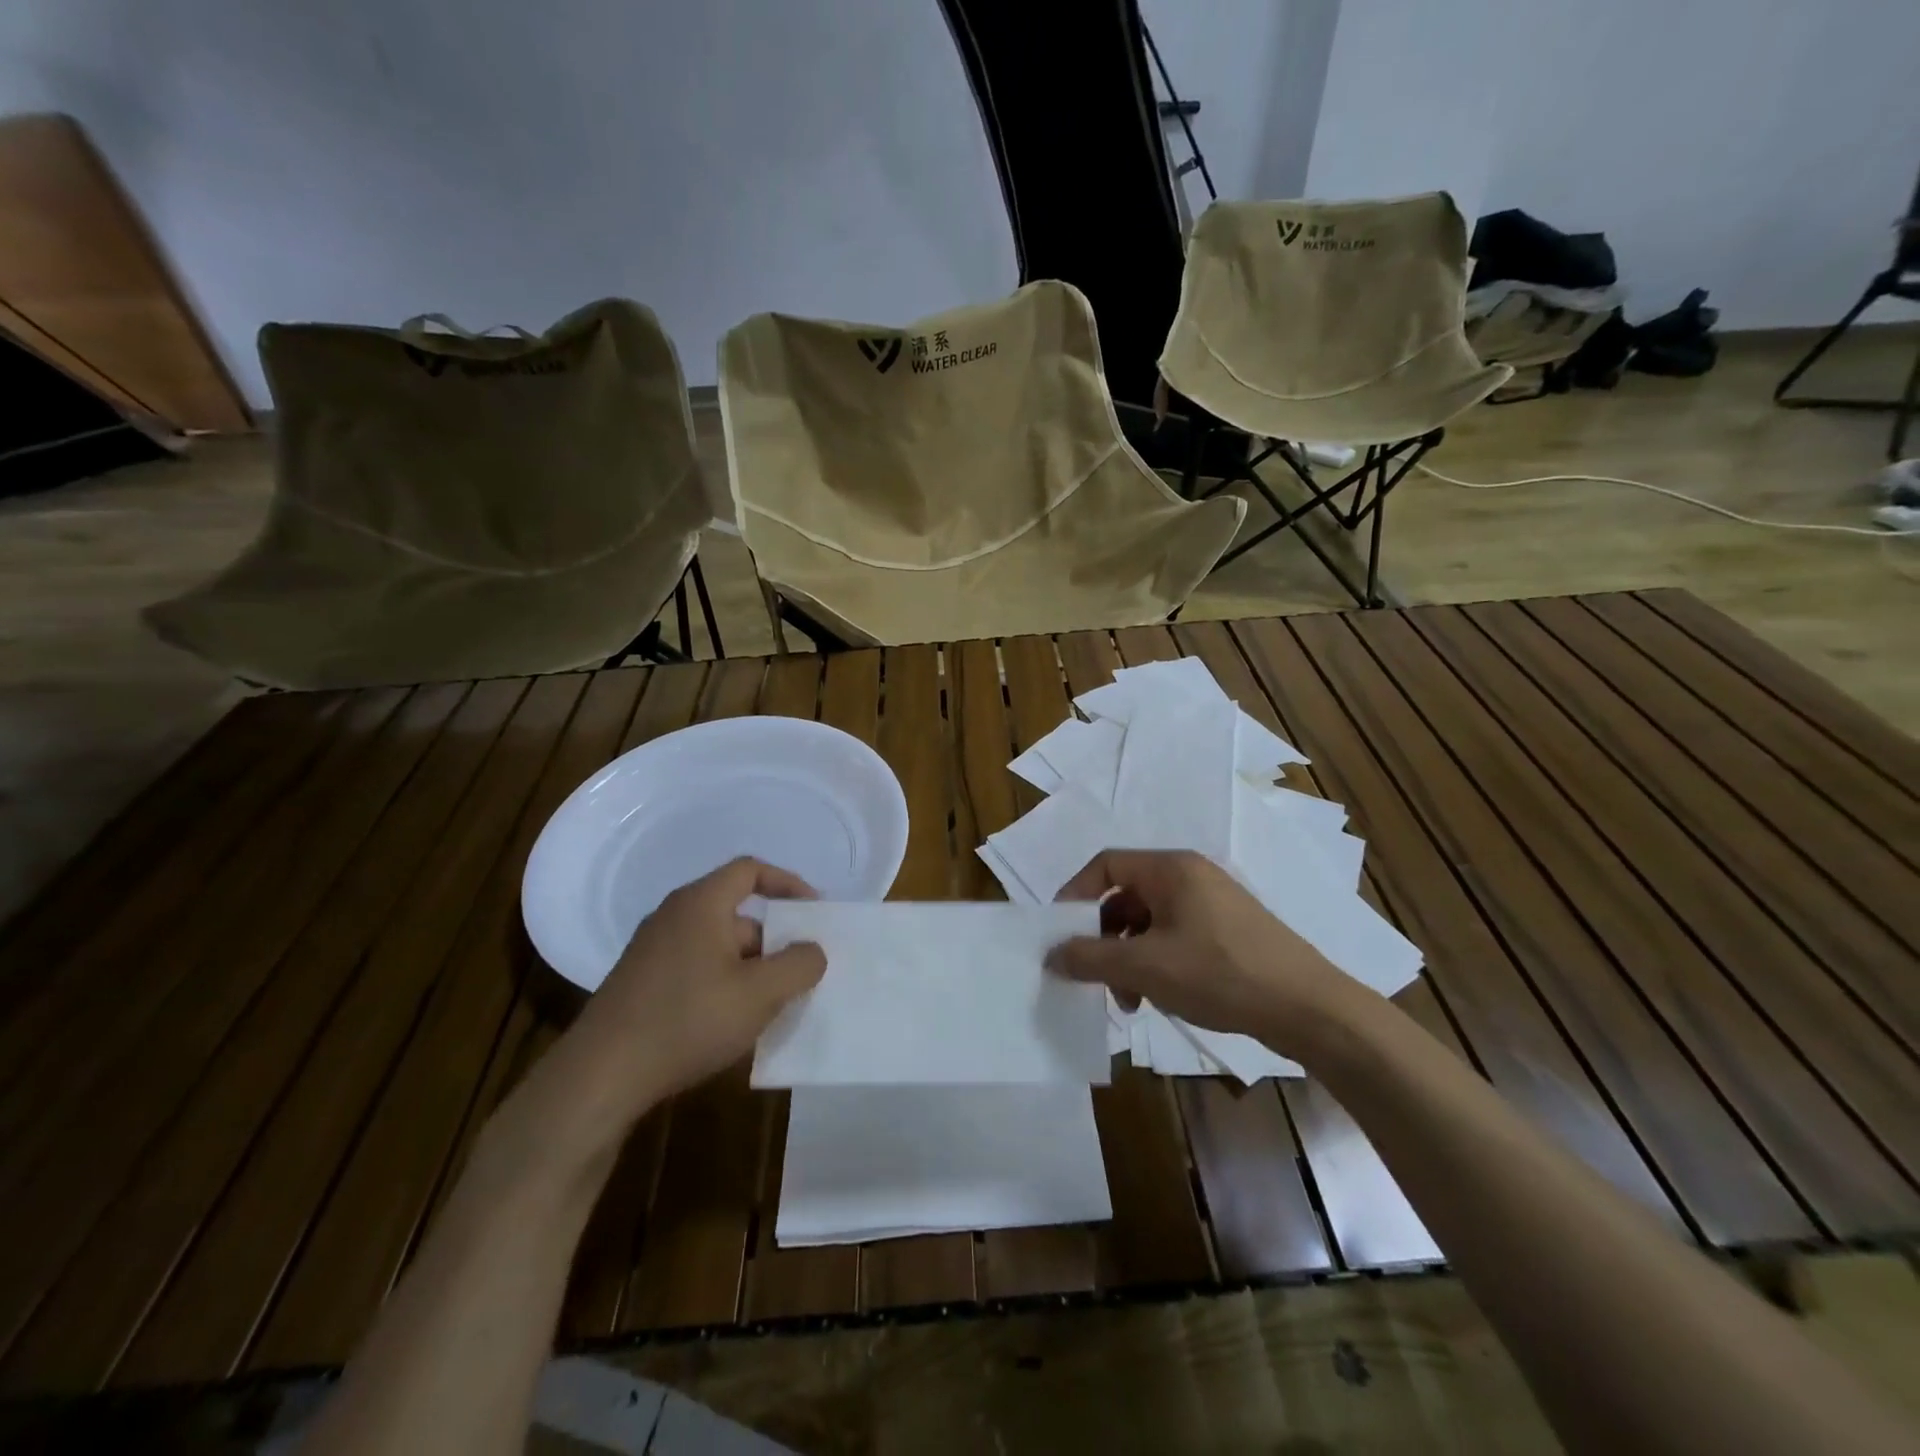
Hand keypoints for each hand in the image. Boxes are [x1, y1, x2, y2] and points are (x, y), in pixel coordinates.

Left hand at [518, 858, 825, 1158]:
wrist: (601, 1076)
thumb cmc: (688, 1020)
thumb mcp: (760, 993)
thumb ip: (799, 965)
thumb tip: (812, 951)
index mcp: (701, 904)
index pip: (750, 870)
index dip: (787, 883)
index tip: (813, 912)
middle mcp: (674, 916)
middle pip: (737, 914)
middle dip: (774, 941)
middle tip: (800, 972)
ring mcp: (653, 950)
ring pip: (718, 946)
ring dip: (751, 968)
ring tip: (772, 1006)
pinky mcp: (642, 982)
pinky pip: (697, 968)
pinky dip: (724, 984)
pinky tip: (733, 1023)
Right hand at [1046, 849, 1372, 1057]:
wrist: (1309, 1009)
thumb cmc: (1221, 974)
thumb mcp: (1146, 968)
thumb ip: (1091, 958)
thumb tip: (1052, 954)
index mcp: (1171, 869)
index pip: (1105, 864)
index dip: (1075, 895)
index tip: (1061, 934)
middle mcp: (1190, 876)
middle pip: (1125, 896)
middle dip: (1103, 939)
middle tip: (1098, 979)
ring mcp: (1212, 903)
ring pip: (1148, 922)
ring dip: (1128, 957)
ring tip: (1131, 1001)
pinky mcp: (1228, 931)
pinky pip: (1174, 936)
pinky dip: (1156, 962)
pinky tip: (1160, 997)